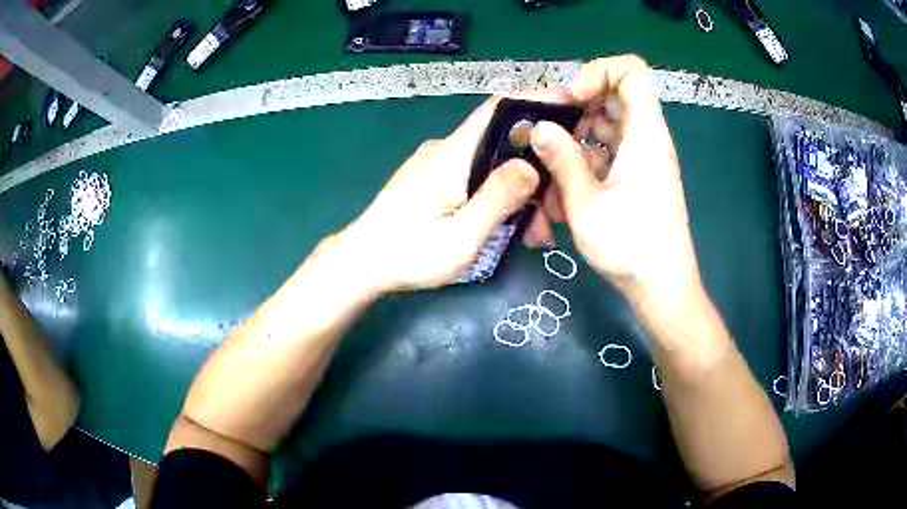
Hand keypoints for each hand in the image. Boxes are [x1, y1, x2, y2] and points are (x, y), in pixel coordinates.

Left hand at [337, 98, 538, 293]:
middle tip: (557, 208)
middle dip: (537, 167)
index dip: (535, 99)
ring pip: (493, 162)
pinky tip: (512, 224)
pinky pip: (477, 175)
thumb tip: (531, 165)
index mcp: (453, 155)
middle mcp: (447, 149)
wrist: (361, 263)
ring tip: (537, 231)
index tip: (571, 105)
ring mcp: (440, 164)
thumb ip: (495, 200)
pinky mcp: (436, 179)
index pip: (498, 108)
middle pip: (503, 140)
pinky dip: (500, 193)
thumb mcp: (460, 237)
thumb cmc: (407, 254)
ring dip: (521, 189)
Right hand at [525, 55, 701, 304]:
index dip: (597, 71)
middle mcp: (648, 138)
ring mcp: (644, 158)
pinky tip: (566, 192)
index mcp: (645, 133)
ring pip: (608, 125)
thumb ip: (562, 159)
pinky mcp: (640, 176)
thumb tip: (540, 128)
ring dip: (577, 139)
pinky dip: (587, 161)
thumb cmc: (631, 246)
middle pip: (614, 96)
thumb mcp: (586, 203)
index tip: (571, 99)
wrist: (663, 287)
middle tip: (550, 134)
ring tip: (553, 171)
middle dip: (577, 108)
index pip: (631, 70)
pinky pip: (610, 151)